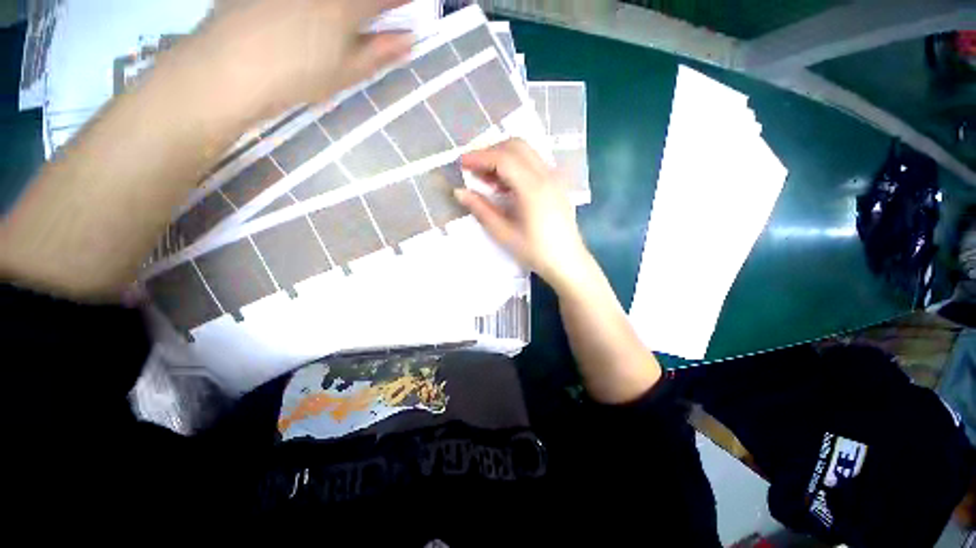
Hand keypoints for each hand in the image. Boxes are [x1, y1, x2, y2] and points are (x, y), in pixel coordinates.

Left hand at [168, 0, 412, 123]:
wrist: (229, 68)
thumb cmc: (297, 76)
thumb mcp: (346, 72)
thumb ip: (379, 52)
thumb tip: (408, 40)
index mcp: (345, 8)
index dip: (399, 1)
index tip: (406, 5)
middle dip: (369, 6)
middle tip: (370, 15)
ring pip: (330, 2)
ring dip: (342, 10)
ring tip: (336, 25)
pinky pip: (300, 3)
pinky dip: (312, 11)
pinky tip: (306, 18)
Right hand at [457, 139, 592, 290]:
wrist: (567, 262)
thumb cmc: (535, 251)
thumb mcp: (504, 233)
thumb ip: (481, 209)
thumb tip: (459, 192)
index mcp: (533, 188)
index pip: (503, 159)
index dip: (479, 157)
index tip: (461, 163)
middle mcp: (546, 175)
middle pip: (516, 146)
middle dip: (491, 152)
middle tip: (474, 170)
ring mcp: (555, 178)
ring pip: (526, 152)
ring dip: (503, 158)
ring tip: (487, 179)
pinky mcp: (557, 184)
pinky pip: (534, 163)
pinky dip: (516, 166)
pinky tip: (506, 186)